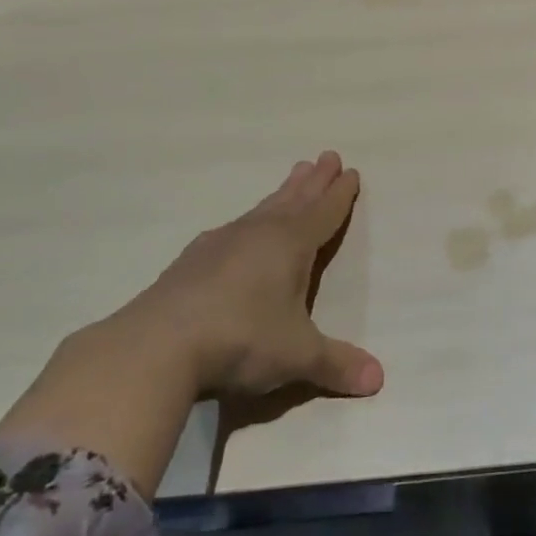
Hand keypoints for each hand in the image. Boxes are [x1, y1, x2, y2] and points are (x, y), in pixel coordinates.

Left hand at [121, 151, 383, 399]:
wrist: (157, 346)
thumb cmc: (242, 340)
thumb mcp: (297, 356)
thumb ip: (337, 364)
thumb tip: (378, 379)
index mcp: (290, 245)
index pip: (323, 213)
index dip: (339, 195)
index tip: (350, 172)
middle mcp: (258, 234)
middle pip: (294, 200)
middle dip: (314, 181)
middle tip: (326, 156)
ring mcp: (221, 244)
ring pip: (262, 209)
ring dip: (282, 193)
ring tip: (294, 175)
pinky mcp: (192, 261)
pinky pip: (232, 229)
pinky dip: (248, 221)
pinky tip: (238, 227)